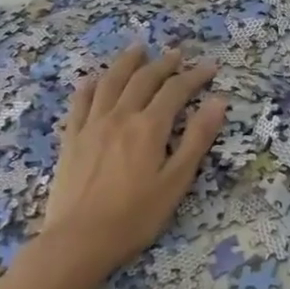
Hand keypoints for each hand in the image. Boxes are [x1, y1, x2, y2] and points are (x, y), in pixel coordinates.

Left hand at [40, 44, 228, 283]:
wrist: (79, 240)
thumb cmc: (135, 216)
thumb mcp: (176, 182)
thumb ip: (197, 139)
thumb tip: (218, 102)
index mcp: (149, 127)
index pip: (176, 91)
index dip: (194, 76)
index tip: (210, 66)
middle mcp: (120, 116)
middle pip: (143, 79)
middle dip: (163, 63)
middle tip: (177, 53)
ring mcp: (91, 125)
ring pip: (110, 82)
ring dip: (127, 62)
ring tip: (138, 49)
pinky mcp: (71, 138)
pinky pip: (80, 101)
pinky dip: (91, 85)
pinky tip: (95, 79)